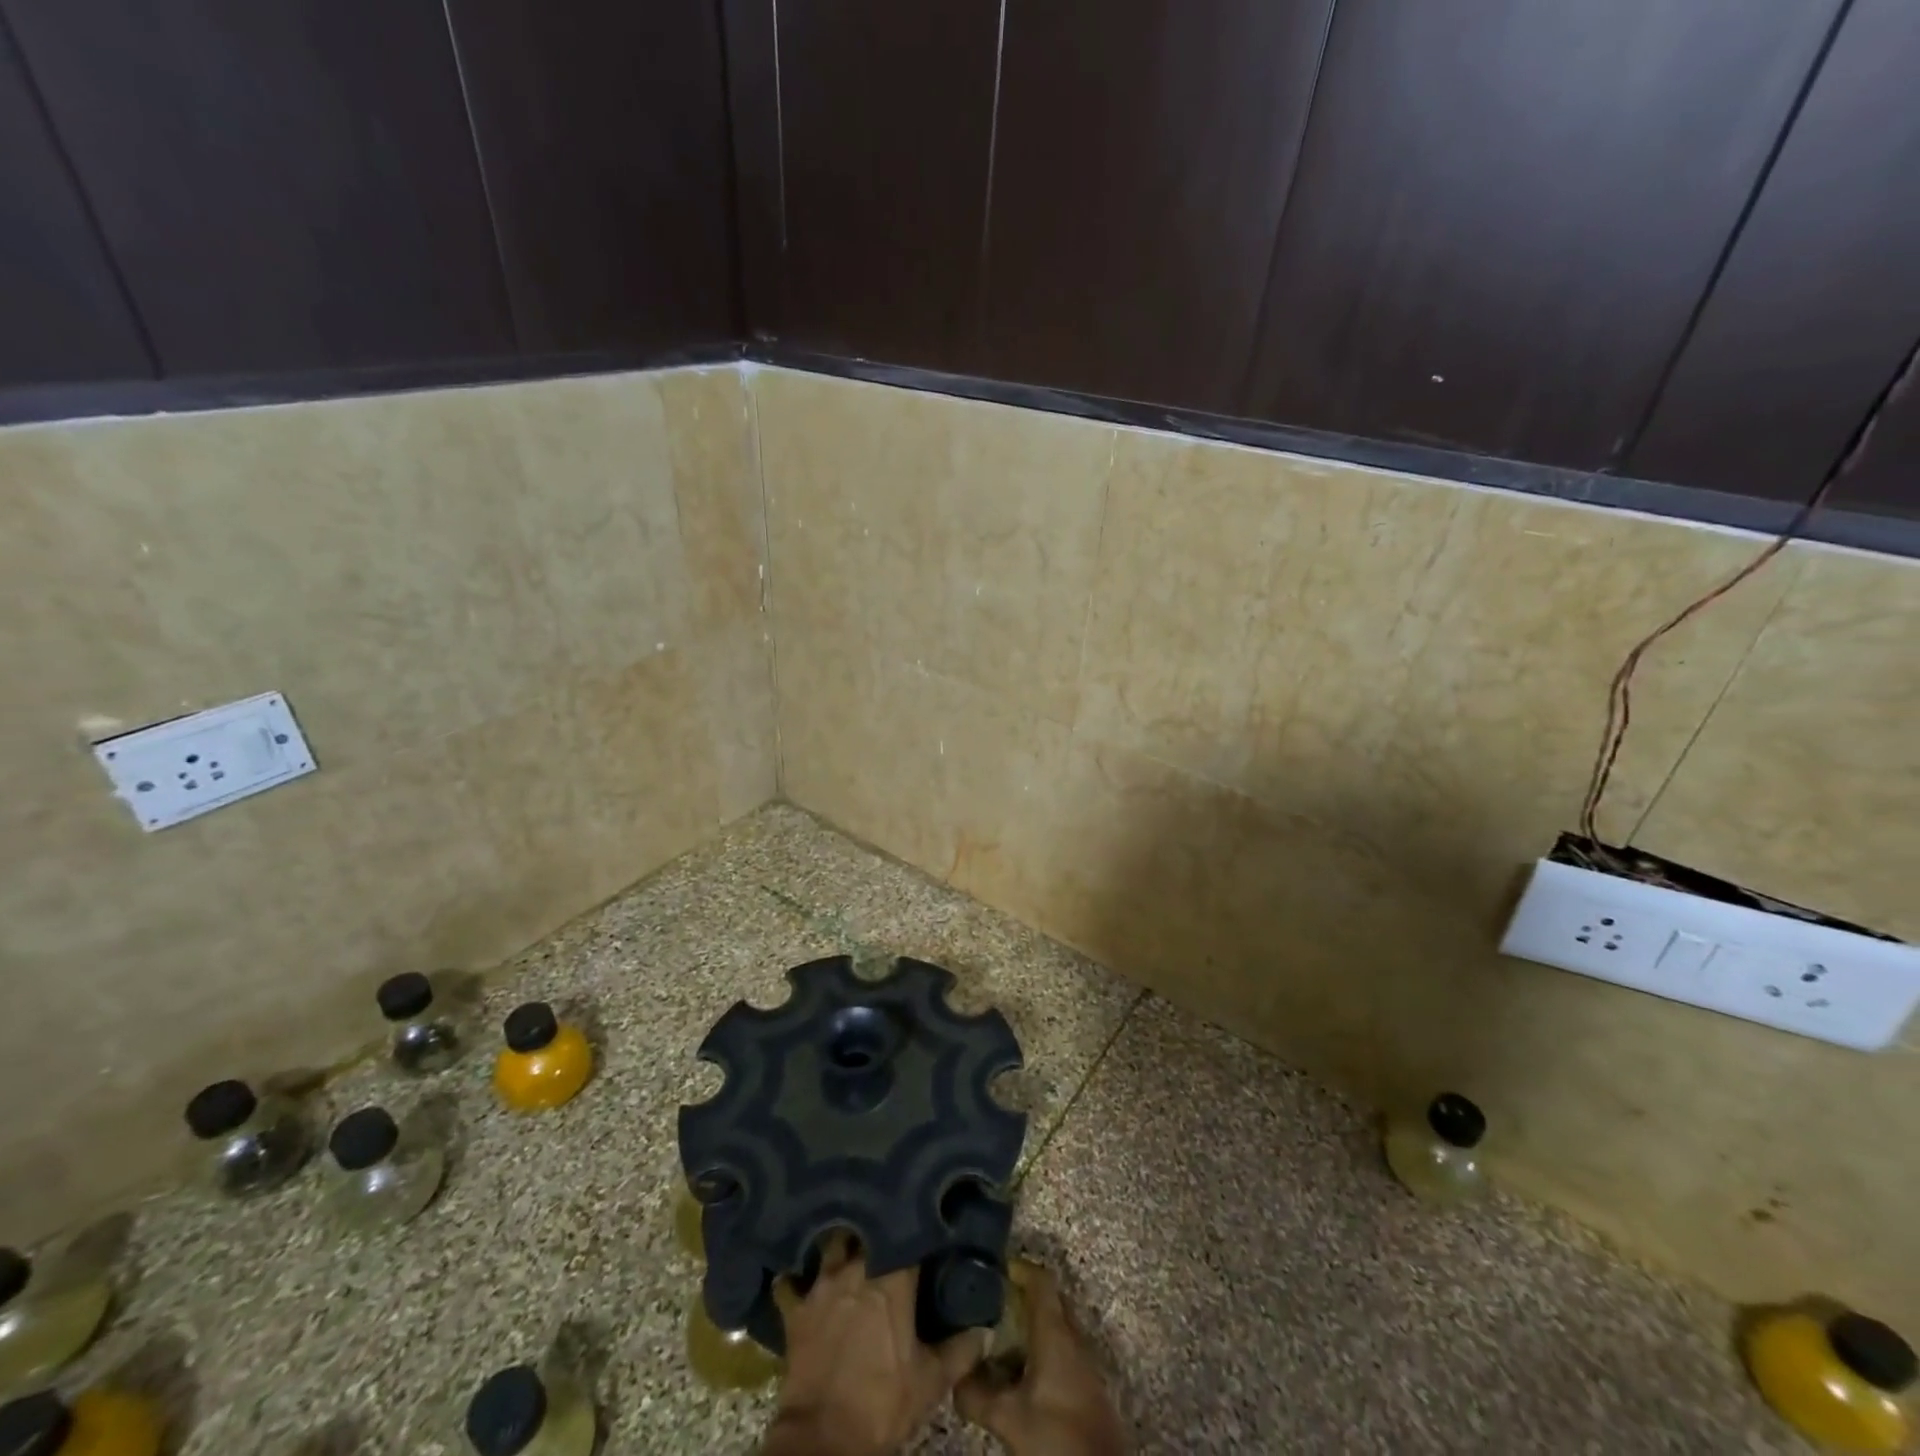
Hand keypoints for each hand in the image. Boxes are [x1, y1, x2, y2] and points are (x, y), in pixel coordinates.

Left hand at [762, 1235, 986, 1455]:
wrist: (824, 1441)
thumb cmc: (882, 1404)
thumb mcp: (929, 1382)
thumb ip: (960, 1351)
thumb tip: (986, 1330)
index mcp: (892, 1277)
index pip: (908, 1233)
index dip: (917, 1225)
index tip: (926, 1218)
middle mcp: (855, 1267)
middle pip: (868, 1229)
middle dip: (878, 1225)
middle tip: (888, 1225)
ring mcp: (822, 1284)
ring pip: (832, 1244)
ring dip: (841, 1242)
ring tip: (850, 1238)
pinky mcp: (796, 1307)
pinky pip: (792, 1280)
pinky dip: (797, 1275)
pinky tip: (802, 1271)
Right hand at [956, 1261, 1126, 1455]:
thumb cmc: (1056, 1435)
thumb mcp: (1008, 1418)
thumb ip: (976, 1394)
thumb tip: (953, 1377)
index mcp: (1055, 1332)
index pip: (1040, 1280)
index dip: (1018, 1268)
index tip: (993, 1270)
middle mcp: (1073, 1337)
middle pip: (1049, 1299)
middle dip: (1022, 1294)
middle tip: (991, 1300)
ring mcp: (1083, 1360)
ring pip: (1055, 1325)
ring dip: (1031, 1324)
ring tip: (999, 1335)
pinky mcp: (1086, 1383)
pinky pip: (1061, 1348)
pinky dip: (1040, 1347)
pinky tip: (1020, 1370)